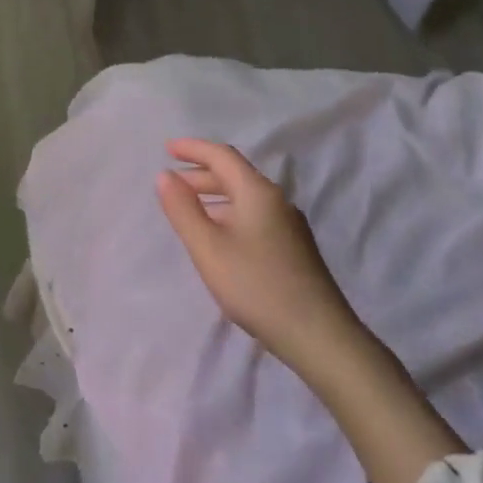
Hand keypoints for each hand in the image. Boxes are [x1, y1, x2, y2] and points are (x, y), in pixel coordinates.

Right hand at [156, 139, 358, 378]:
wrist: (317, 333)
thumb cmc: (255, 285)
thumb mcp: (208, 248)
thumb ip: (183, 210)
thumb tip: (165, 175)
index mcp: (257, 193)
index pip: (222, 156)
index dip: (193, 149)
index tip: (166, 149)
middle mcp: (276, 201)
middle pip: (235, 175)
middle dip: (201, 174)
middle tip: (171, 183)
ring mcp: (289, 225)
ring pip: (245, 197)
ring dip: (214, 196)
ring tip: (189, 210)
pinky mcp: (293, 248)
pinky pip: (254, 215)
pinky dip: (229, 213)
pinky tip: (219, 237)